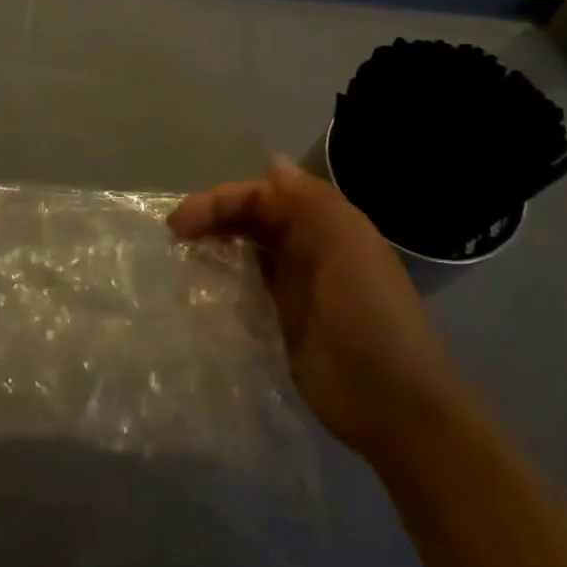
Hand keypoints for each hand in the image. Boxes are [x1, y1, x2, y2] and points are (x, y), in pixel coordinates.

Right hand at [170, 155, 467, 462]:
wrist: (393, 405)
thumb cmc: (369, 316)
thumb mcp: (348, 246)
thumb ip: (310, 200)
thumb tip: (272, 162)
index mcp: (325, 225)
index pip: (263, 195)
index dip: (222, 199)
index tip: (184, 220)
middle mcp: (307, 249)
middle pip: (251, 218)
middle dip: (212, 217)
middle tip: (174, 234)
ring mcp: (293, 288)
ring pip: (245, 249)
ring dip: (214, 244)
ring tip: (178, 256)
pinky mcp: (281, 324)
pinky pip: (245, 288)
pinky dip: (222, 280)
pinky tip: (198, 288)